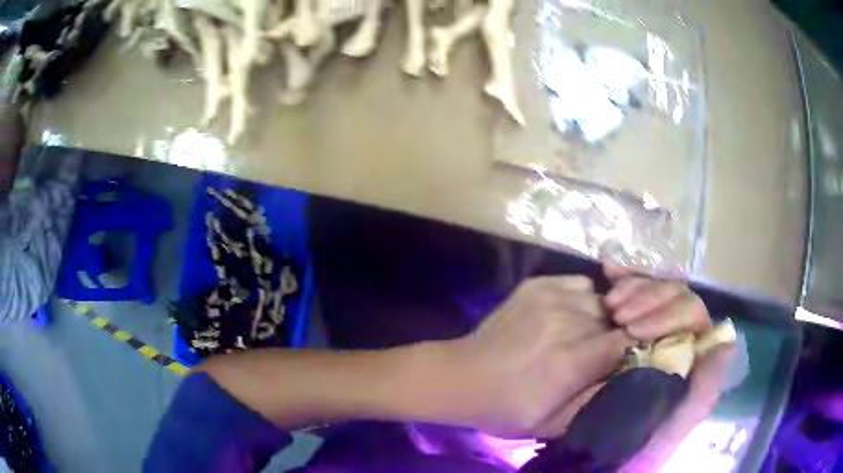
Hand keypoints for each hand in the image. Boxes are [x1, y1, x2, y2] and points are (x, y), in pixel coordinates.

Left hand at [442, 276, 632, 438]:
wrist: (461, 377)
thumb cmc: (505, 408)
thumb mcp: (551, 424)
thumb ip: (593, 401)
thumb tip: (624, 376)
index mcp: (572, 362)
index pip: (624, 343)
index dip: (624, 353)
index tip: (616, 362)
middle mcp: (566, 323)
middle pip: (613, 321)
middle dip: (609, 336)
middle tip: (592, 353)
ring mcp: (549, 298)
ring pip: (598, 300)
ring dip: (597, 317)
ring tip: (579, 333)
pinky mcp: (536, 285)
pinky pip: (579, 284)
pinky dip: (581, 298)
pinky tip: (567, 315)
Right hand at [602, 265, 735, 471]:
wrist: (599, 448)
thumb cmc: (640, 440)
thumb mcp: (675, 424)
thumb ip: (704, 391)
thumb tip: (726, 342)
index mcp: (691, 351)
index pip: (690, 312)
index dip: (665, 310)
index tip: (632, 328)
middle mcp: (677, 334)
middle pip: (673, 295)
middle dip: (645, 298)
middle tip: (616, 315)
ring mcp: (653, 327)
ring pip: (655, 288)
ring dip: (632, 288)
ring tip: (609, 305)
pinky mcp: (629, 326)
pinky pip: (634, 290)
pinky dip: (623, 278)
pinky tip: (609, 273)